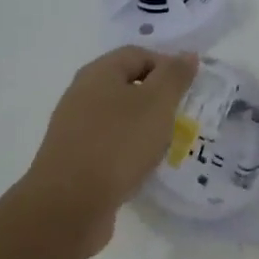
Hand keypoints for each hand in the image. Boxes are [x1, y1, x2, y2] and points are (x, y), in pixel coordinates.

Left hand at [22, 46, 198, 243]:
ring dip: (144, 126)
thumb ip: (174, 77)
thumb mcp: (156, 104)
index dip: (167, 66)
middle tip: (181, 117)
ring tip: (166, 144)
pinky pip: (109, 144)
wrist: (69, 205)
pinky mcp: (74, 159)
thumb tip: (187, 54)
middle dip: (157, 98)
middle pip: (126, 84)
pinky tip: (141, 167)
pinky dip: (128, 150)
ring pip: (118, 117)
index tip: (189, 90)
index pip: (138, 54)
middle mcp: (82, 94)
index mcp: (98, 73)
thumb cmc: (118, 144)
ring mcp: (74, 128)